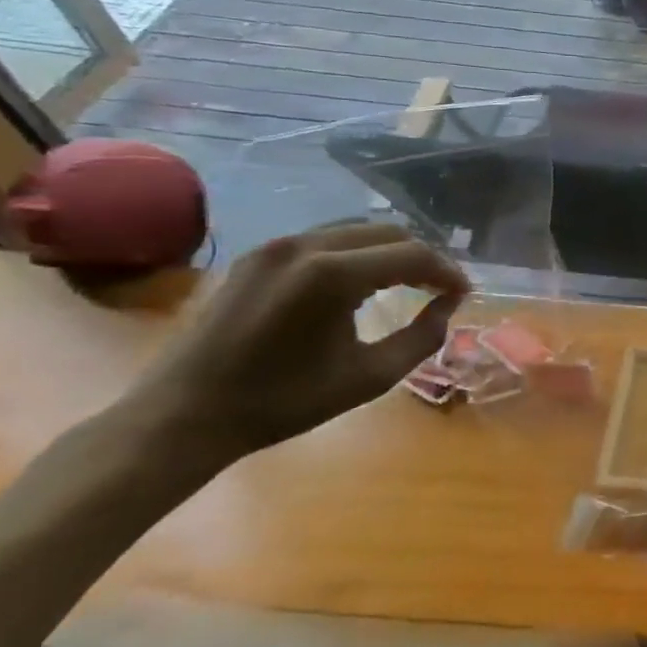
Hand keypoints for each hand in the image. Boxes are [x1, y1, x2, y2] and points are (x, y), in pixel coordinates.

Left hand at [123, 224, 468, 470]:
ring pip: (357, 230)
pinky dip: (356, 254)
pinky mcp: (257, 255)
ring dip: (390, 252)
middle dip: (422, 257)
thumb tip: (448, 305)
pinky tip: (361, 283)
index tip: (464, 294)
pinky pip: (325, 239)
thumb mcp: (369, 377)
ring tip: (407, 282)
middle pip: (388, 233)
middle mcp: (306, 245)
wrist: (183, 416)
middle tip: (440, 288)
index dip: (447, 271)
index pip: (413, 254)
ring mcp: (277, 245)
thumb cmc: (283, 402)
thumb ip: (423, 337)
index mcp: (333, 275)